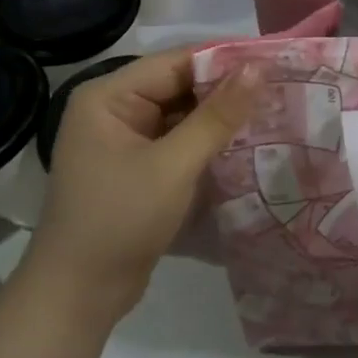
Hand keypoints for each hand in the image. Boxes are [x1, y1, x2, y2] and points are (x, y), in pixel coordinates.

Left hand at [34, 50, 259, 316]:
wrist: (77, 297)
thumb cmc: (119, 220)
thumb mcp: (174, 165)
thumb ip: (217, 115)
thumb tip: (258, 68)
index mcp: (109, 97)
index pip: (176, 62)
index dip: (225, 61)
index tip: (274, 63)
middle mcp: (114, 109)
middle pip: (180, 85)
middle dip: (226, 90)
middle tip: (280, 89)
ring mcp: (125, 139)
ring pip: (183, 113)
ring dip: (221, 116)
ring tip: (273, 111)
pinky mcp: (138, 166)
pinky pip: (179, 139)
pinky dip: (208, 141)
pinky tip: (246, 142)